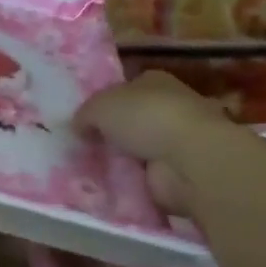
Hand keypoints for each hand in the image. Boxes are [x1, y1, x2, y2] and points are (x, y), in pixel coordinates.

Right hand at [76, 70, 234, 213]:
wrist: (187, 160)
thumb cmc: (145, 118)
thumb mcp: (99, 106)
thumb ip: (85, 114)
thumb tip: (79, 127)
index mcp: (154, 81)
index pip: (126, 88)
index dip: (105, 102)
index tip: (84, 119)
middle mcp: (168, 107)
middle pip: (131, 119)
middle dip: (111, 132)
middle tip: (82, 146)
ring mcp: (175, 141)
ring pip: (137, 148)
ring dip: (119, 158)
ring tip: (88, 168)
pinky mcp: (176, 171)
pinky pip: (143, 175)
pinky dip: (129, 180)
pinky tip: (107, 185)